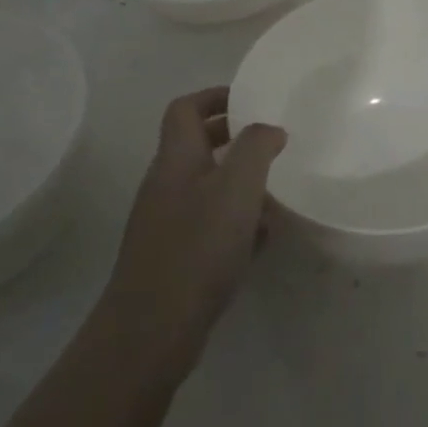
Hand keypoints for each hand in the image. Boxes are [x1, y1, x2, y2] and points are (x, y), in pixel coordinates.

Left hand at [103, 87, 286, 386]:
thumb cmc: (197, 247)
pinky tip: (261, 237)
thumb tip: (270, 128)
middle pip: (196, 145)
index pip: (185, 108)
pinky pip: (209, 223)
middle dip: (233, 137)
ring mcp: (167, 223)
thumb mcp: (237, 187)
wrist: (151, 330)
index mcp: (176, 159)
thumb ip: (256, 147)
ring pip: (206, 186)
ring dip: (239, 180)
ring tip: (276, 188)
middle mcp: (166, 185)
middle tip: (272, 140)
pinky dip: (235, 220)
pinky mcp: (175, 257)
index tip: (251, 99)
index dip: (215, 96)